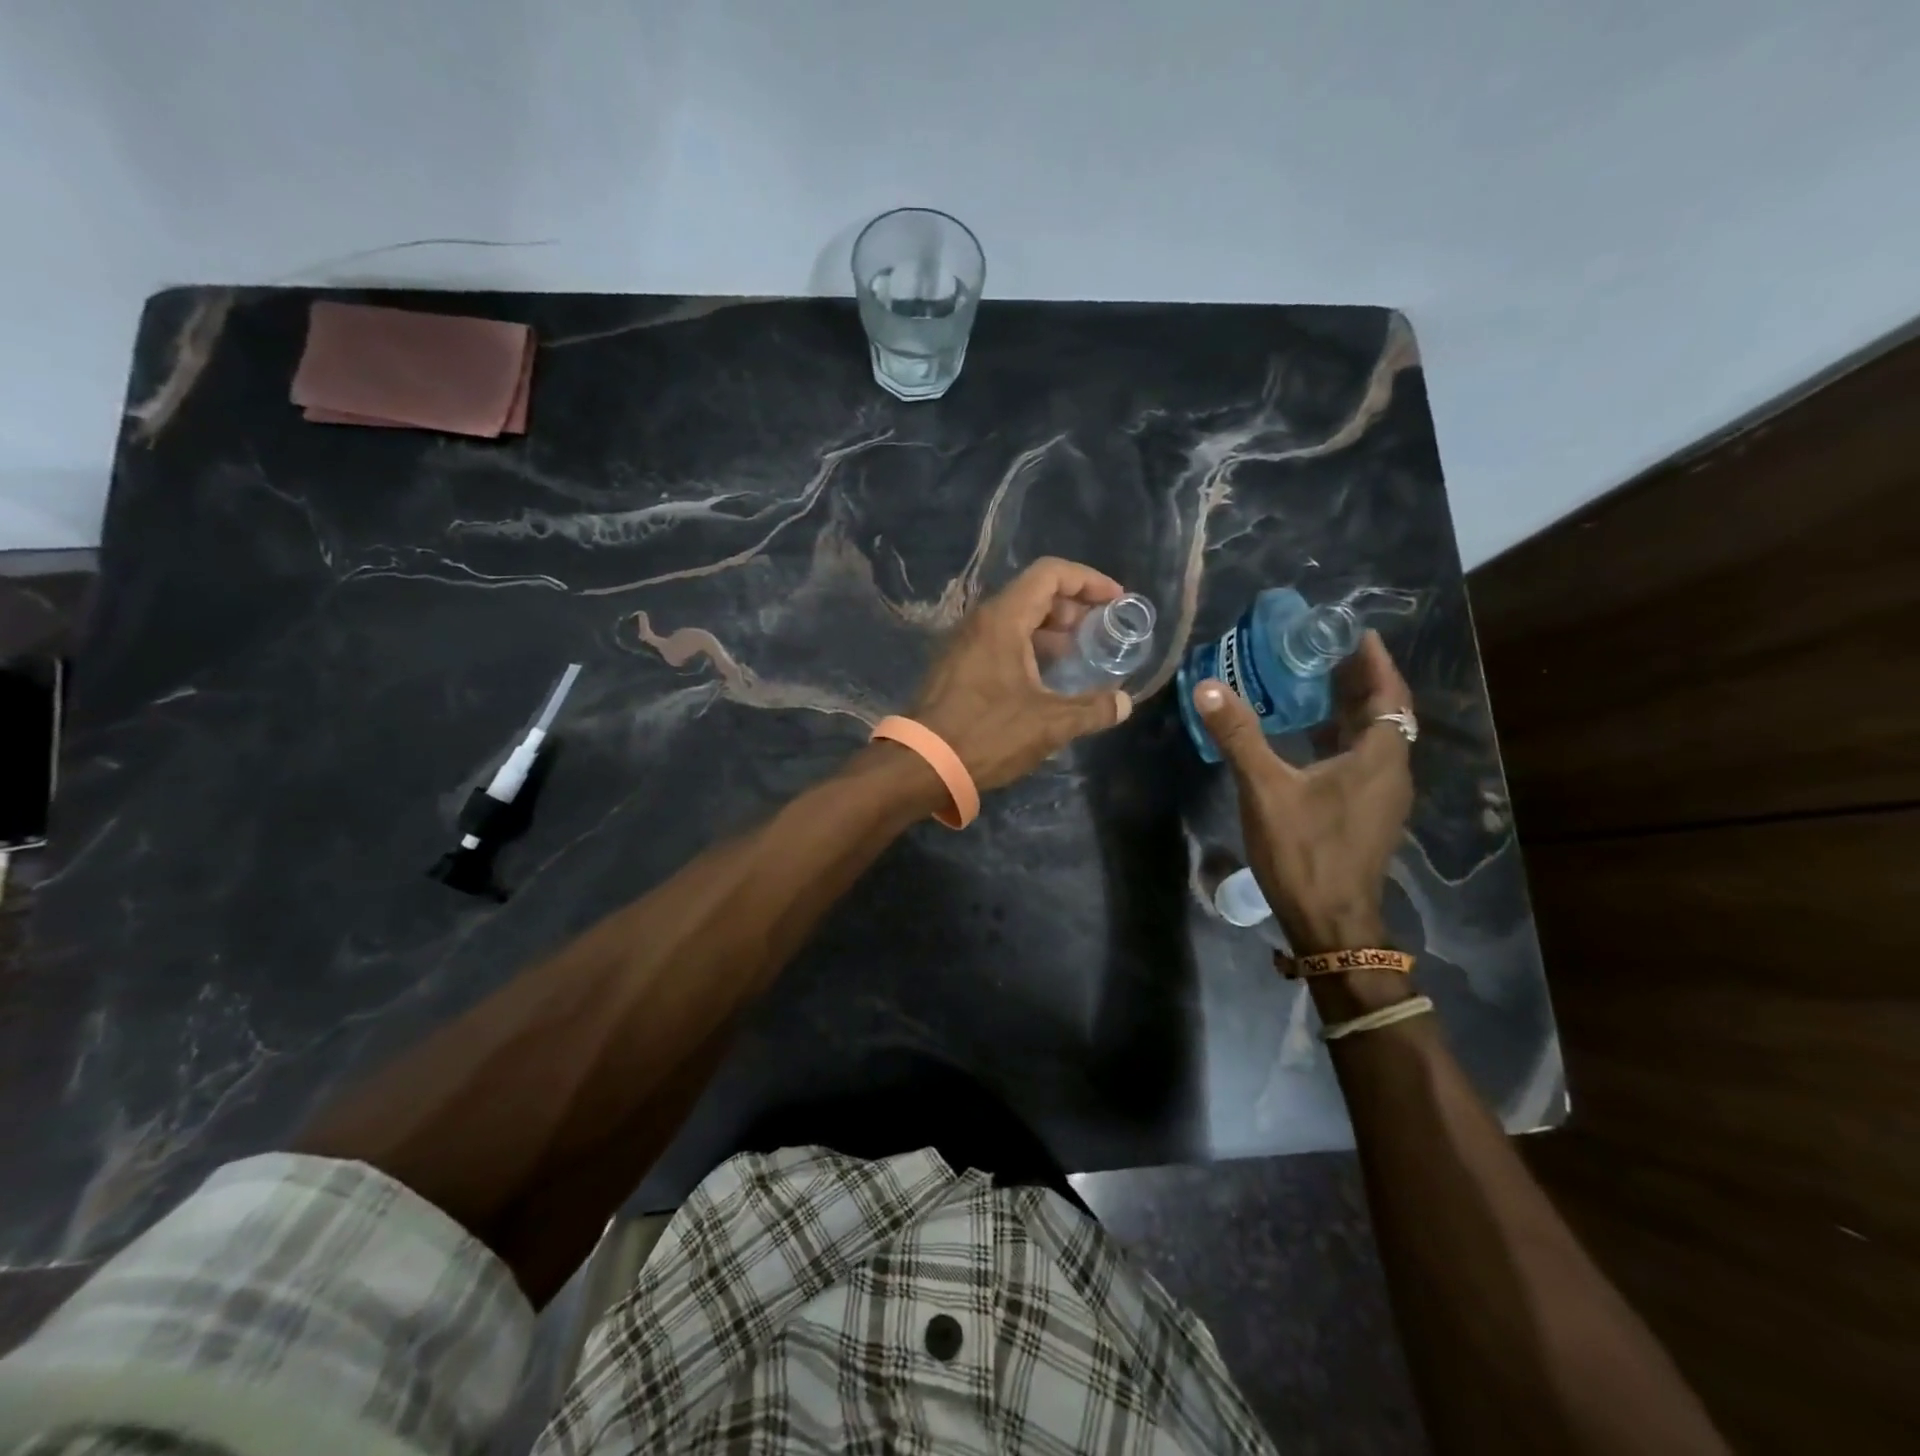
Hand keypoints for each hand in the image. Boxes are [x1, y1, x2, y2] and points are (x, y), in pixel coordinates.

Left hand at [911, 557, 1133, 790]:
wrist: (923, 764)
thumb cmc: (987, 734)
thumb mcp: (1049, 724)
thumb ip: (1092, 709)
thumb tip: (1124, 703)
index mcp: (1003, 619)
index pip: (1050, 574)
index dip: (1088, 580)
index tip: (1115, 601)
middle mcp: (981, 621)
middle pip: (1033, 593)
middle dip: (1072, 608)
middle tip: (1098, 633)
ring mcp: (964, 643)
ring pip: (1015, 619)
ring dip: (1050, 631)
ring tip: (1077, 657)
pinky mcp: (956, 666)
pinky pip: (999, 641)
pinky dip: (1028, 648)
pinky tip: (1044, 680)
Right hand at [1191, 631, 1412, 954]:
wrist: (1330, 921)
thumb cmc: (1305, 851)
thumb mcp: (1266, 789)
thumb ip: (1239, 736)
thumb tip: (1207, 687)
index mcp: (1378, 758)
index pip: (1388, 695)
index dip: (1375, 662)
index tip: (1355, 633)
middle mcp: (1390, 772)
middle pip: (1385, 714)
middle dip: (1361, 681)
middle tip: (1327, 651)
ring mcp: (1381, 797)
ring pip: (1374, 740)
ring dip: (1352, 710)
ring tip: (1318, 684)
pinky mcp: (1367, 815)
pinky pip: (1363, 761)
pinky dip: (1343, 739)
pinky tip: (1310, 738)